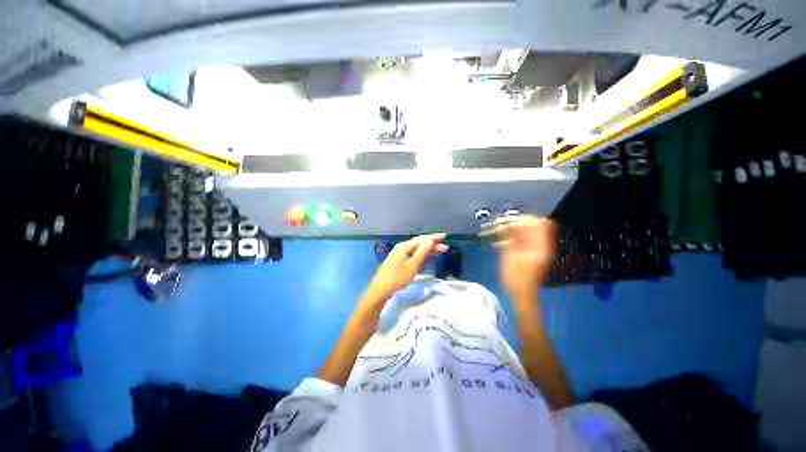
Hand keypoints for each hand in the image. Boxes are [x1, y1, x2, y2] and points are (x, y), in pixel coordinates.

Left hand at [364, 233, 448, 303]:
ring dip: (428, 248)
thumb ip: (421, 253)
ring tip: (440, 250)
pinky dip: (422, 253)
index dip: (433, 237)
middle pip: (419, 242)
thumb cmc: (397, 279)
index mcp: (404, 246)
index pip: (421, 239)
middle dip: (432, 243)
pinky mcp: (399, 259)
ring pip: (417, 248)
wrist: (380, 289)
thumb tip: (430, 241)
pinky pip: (413, 252)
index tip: (445, 236)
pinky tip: (428, 254)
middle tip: (445, 247)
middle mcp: (402, 246)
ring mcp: (400, 253)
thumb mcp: (412, 266)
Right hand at [494, 216, 557, 297]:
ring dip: (510, 229)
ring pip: (524, 232)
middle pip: (530, 226)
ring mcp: (533, 249)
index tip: (509, 221)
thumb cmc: (516, 277)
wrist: (520, 294)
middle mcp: (540, 244)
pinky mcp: (526, 252)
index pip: (539, 223)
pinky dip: (509, 237)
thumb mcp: (512, 255)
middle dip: (514, 223)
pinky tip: (498, 239)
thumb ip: (513, 238)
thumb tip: (512, 222)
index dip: (524, 219)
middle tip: (499, 224)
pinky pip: (520, 239)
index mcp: (540, 245)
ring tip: (495, 230)